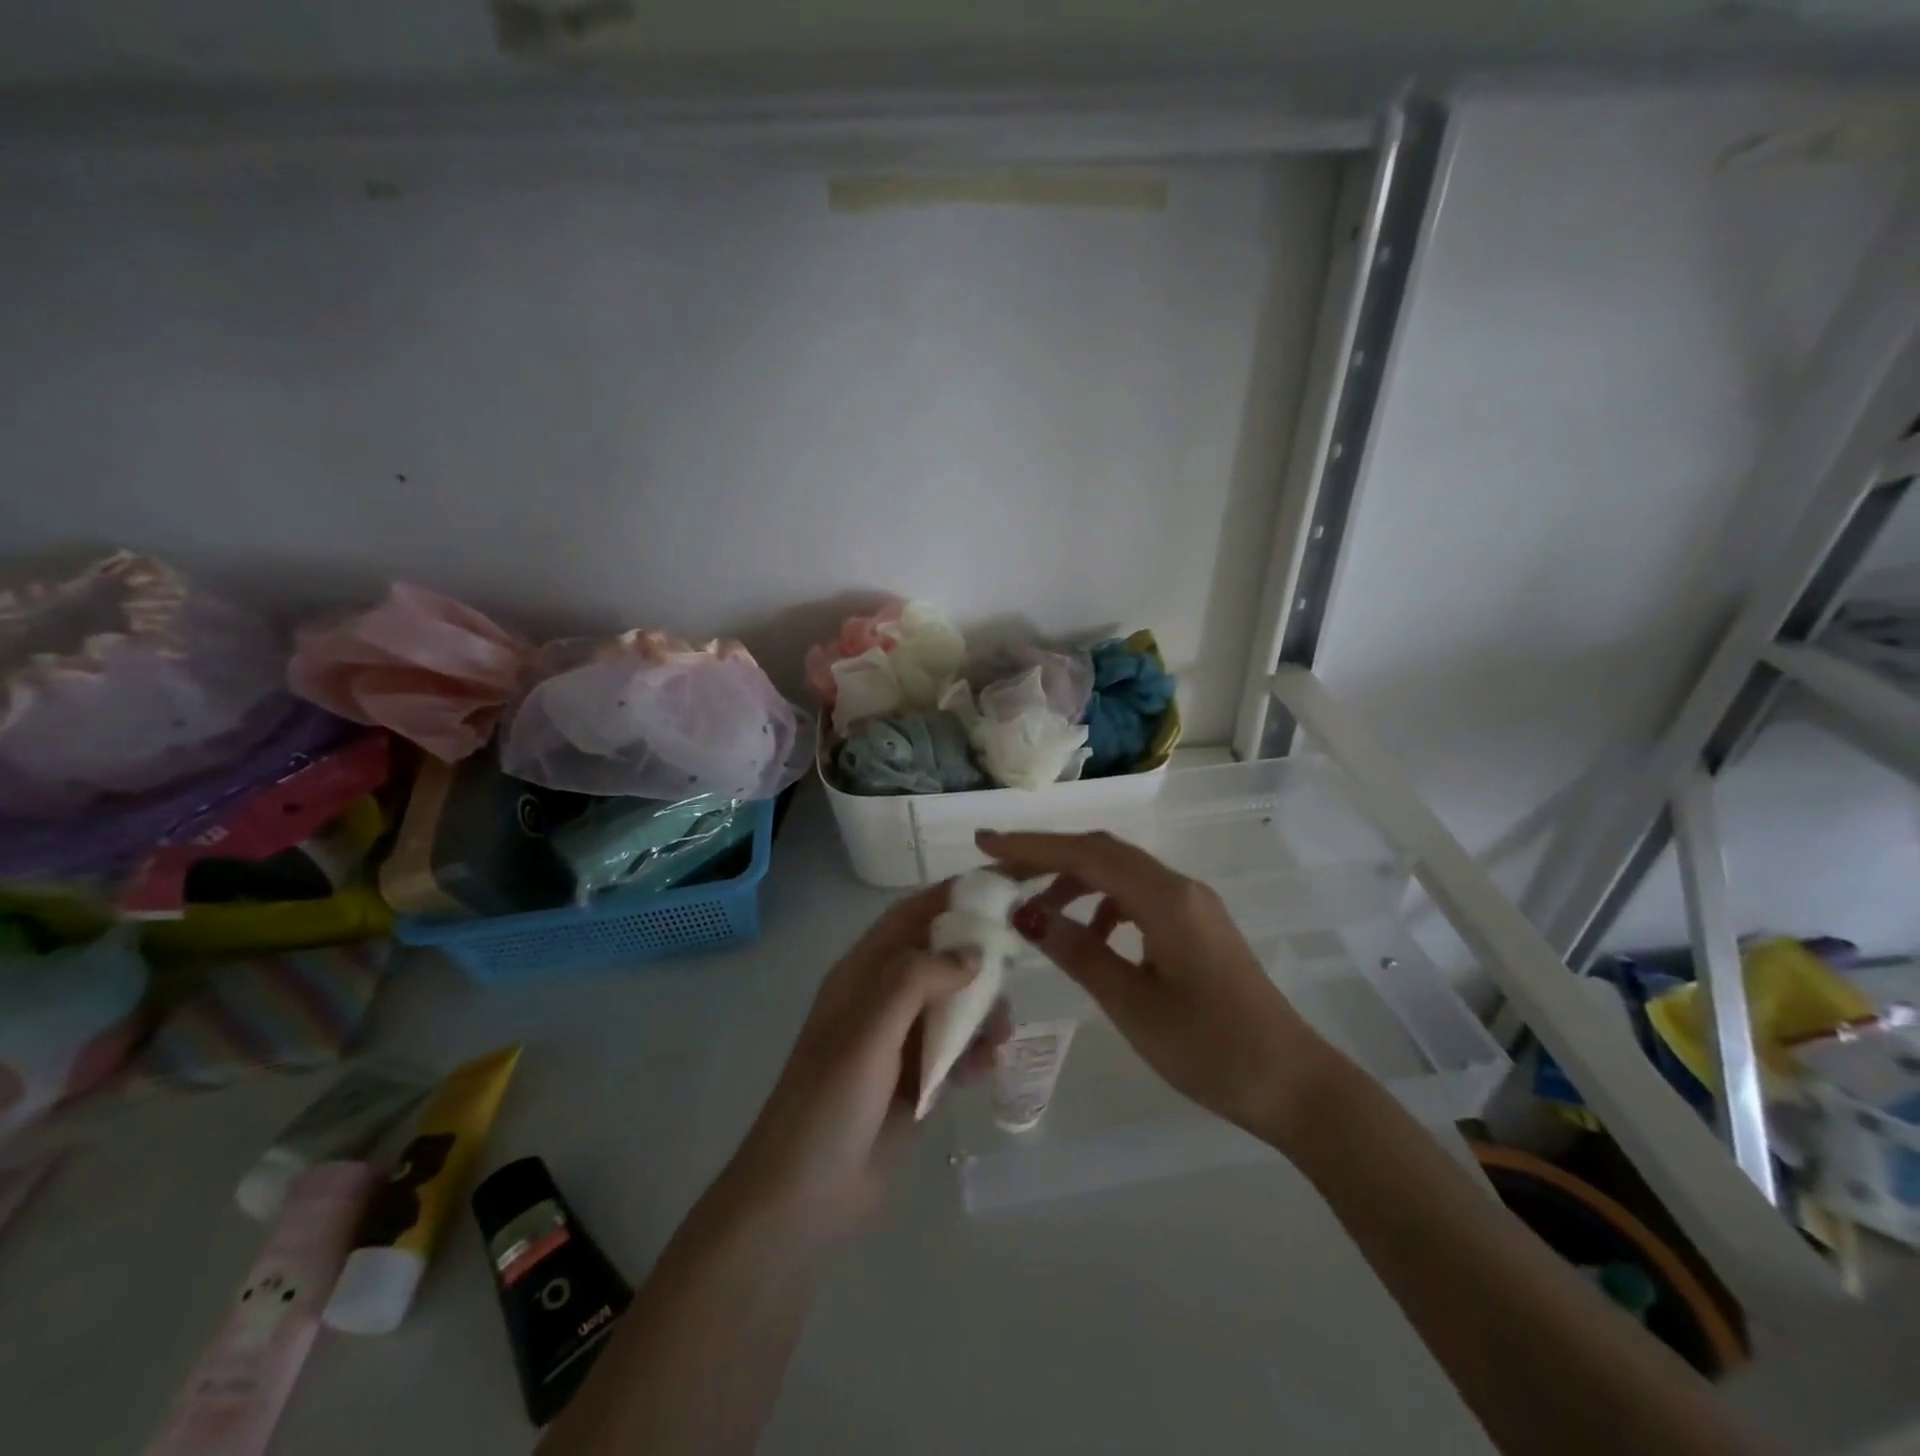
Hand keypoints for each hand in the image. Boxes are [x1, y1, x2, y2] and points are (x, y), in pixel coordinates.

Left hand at [719, 883, 1011, 1245]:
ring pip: (954, 1006)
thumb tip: (973, 954)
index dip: (950, 896)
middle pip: (939, 958)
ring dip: (982, 1012)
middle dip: (977, 959)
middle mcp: (882, 1000)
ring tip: (1001, 1033)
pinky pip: (957, 1053)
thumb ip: (918, 979)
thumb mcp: (868, 1029)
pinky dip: (976, 1053)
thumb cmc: (829, 1100)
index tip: (1000, 886)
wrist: (803, 1198)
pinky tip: (988, 1068)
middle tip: (1017, 966)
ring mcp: (900, 1043)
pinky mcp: (916, 1083)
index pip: (910, 917)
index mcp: (862, 974)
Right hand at [976, 830, 1341, 1145]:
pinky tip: (1089, 937)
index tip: (984, 844)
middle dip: (1047, 857)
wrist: (1293, 1084)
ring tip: (1035, 914)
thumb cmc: (1210, 1048)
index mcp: (1165, 899)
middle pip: (1102, 852)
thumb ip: (1078, 951)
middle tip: (999, 875)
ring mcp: (1193, 904)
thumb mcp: (1131, 1002)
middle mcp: (1180, 887)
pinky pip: (1139, 896)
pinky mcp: (1198, 925)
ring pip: (1121, 872)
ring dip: (1074, 881)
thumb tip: (1024, 914)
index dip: (1031, 846)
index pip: (1085, 854)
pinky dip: (1103, 905)